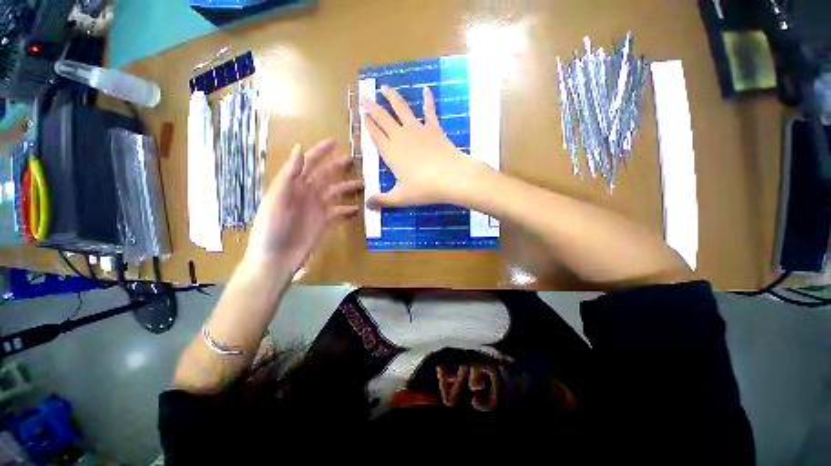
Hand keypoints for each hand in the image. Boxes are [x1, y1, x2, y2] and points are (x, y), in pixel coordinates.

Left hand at [244, 139, 361, 277]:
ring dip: (348, 187)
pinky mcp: (325, 222)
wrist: (276, 259)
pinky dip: (349, 210)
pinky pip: (340, 212)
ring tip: (363, 184)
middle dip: (338, 166)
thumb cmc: (271, 229)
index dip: (320, 152)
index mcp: (293, 185)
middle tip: (353, 159)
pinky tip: (359, 209)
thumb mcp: (276, 200)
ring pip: (336, 193)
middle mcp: (307, 193)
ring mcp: (317, 208)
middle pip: (325, 176)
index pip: (308, 163)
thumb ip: (289, 176)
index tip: (334, 142)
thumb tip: (300, 149)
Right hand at [363, 85, 477, 207]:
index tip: (361, 114)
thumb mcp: (401, 198)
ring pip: (401, 108)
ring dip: (392, 97)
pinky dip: (427, 99)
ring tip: (384, 87)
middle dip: (372, 107)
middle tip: (364, 97)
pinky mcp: (434, 128)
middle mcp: (401, 136)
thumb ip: (383, 200)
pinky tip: (426, 89)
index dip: (367, 124)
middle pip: (383, 118)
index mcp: (391, 152)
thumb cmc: (424, 188)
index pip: (374, 134)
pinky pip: (429, 111)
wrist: (451, 177)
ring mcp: (418, 130)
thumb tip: (367, 205)